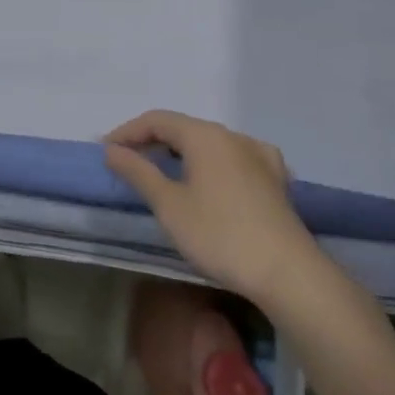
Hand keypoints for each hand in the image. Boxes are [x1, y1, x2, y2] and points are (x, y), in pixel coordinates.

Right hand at [105, 110, 326, 304]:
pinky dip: (209, 164)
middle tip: (128, 163)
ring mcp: (260, 156)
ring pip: (209, 144)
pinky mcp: (276, 180)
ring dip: (181, 153)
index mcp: (205, 135)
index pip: (157, 120)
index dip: (127, 132)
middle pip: (184, 128)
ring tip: (163, 173)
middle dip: (152, 142)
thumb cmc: (220, 234)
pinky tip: (210, 180)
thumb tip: (112, 150)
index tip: (106, 152)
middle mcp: (233, 136)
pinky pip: (232, 159)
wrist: (289, 274)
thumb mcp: (168, 204)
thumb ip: (138, 172)